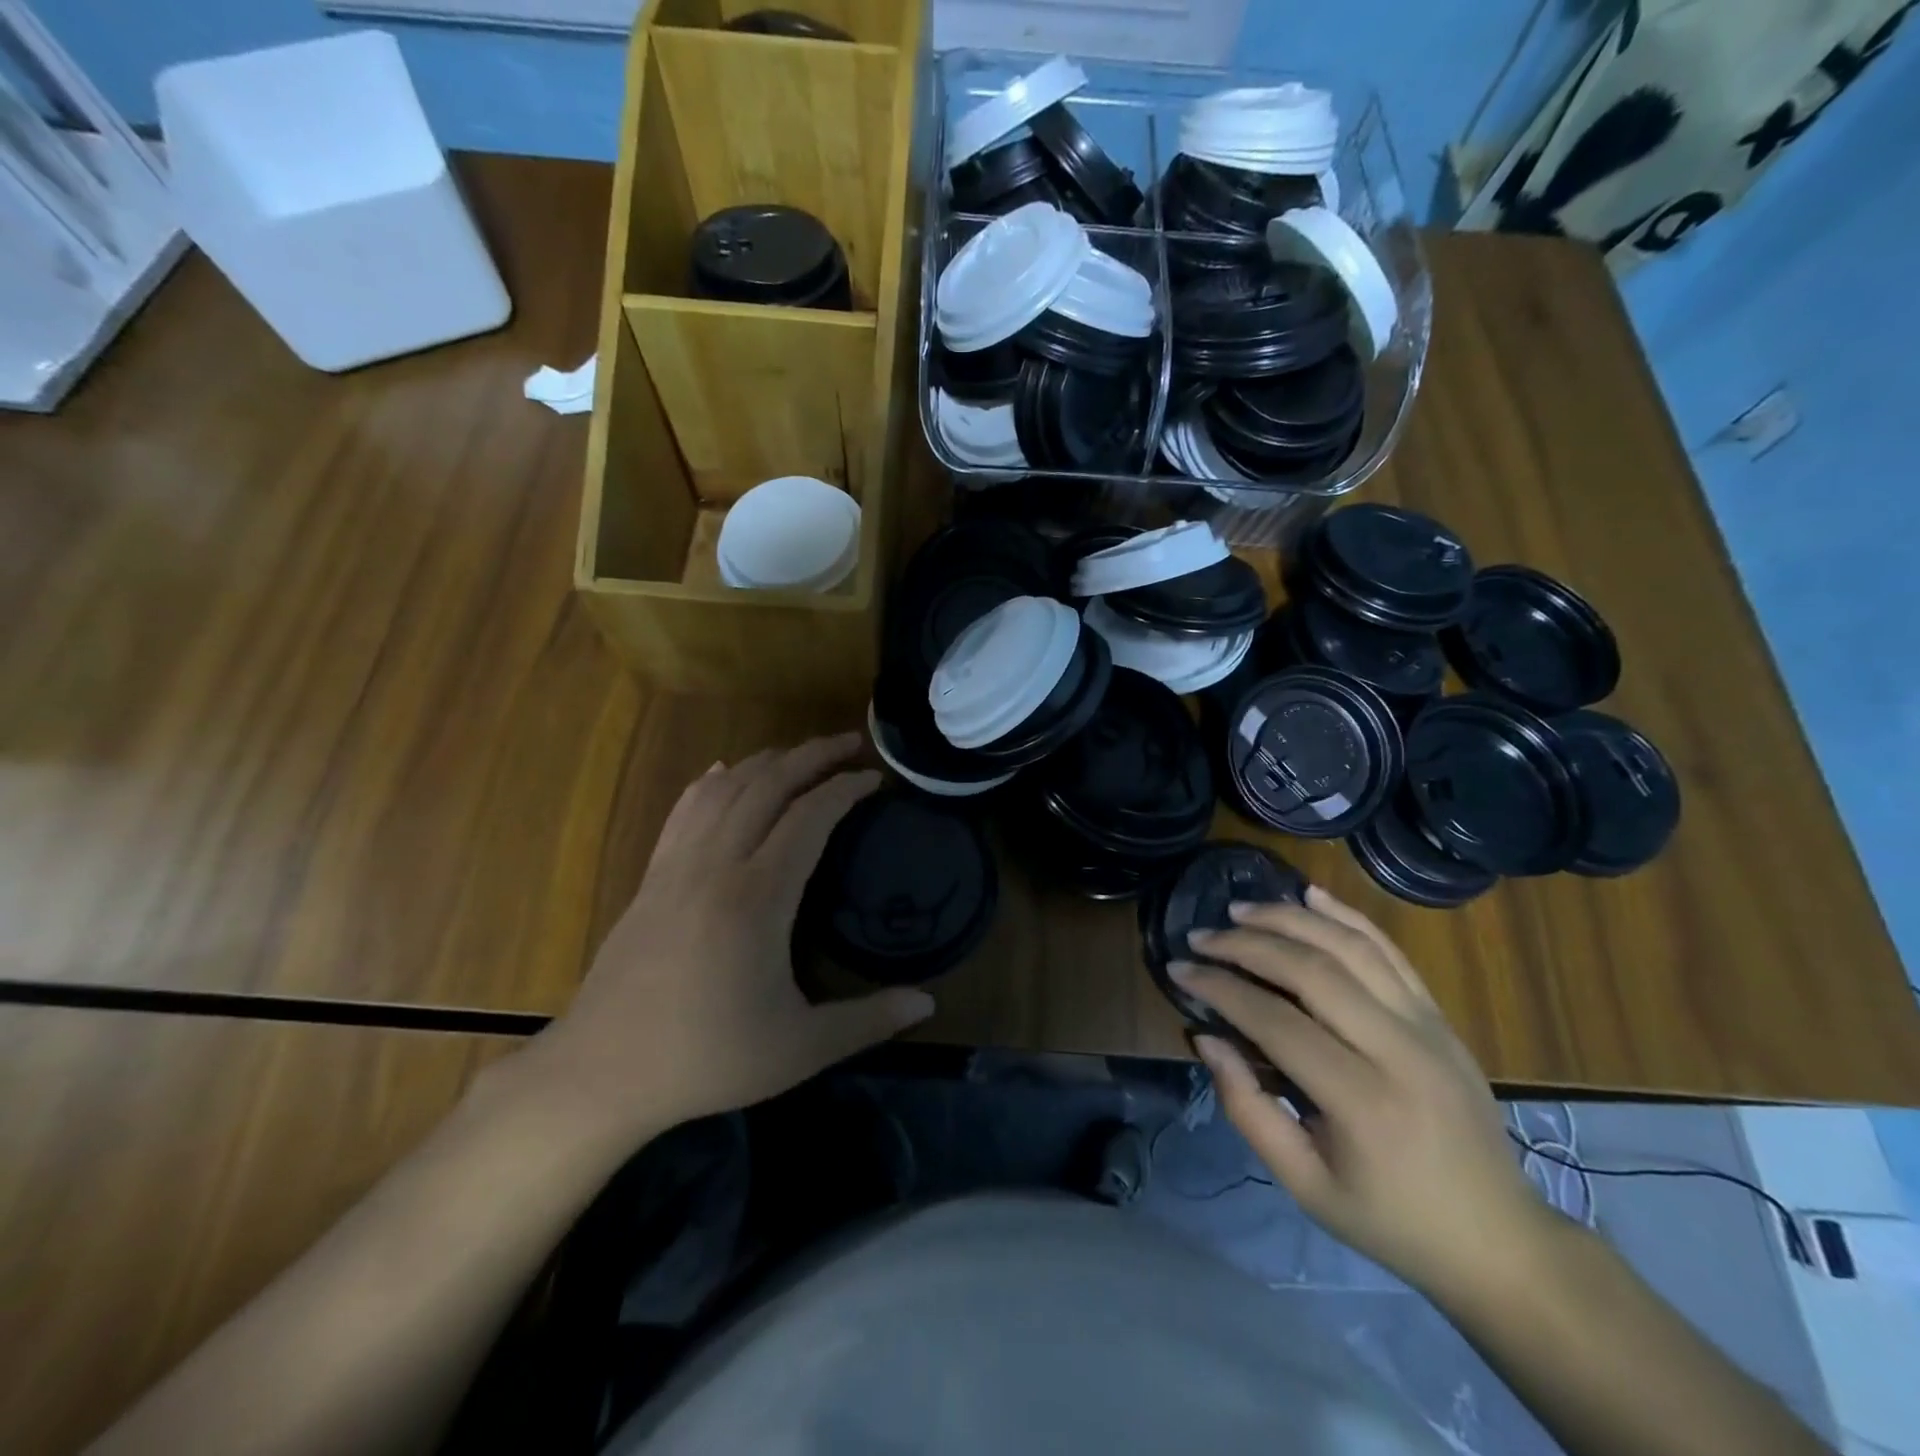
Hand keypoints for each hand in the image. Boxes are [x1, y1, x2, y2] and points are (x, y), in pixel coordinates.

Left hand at [523, 734, 933, 1140]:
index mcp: (757, 897)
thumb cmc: (707, 1059)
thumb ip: (868, 1021)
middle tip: (850, 743)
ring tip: (800, 755)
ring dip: (766, 761)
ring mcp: (676, 866)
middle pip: (767, 784)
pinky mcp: (651, 877)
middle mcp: (716, 865)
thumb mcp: (800, 1049)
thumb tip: (928, 1004)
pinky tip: (726, 772)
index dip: (845, 789)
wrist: (601, 1073)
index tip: (875, 779)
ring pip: (724, 788)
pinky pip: (686, 809)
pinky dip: (713, 781)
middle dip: (812, 756)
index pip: (809, 816)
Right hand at [1171, 887, 1556, 1299]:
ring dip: (1291, 918)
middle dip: (1246, 944)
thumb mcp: (1304, 1184)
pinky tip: (1311, 892)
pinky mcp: (1440, 1016)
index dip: (1221, 988)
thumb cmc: (1390, 1219)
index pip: (1276, 1021)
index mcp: (1363, 1102)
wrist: (1498, 1238)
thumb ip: (1247, 1108)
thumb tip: (1206, 1037)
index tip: (1179, 968)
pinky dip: (1348, 915)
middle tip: (1202, 935)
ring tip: (1242, 910)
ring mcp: (1428, 1026)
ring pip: (1351, 946)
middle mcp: (1399, 1050)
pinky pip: (1390, 951)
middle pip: (1312, 970)